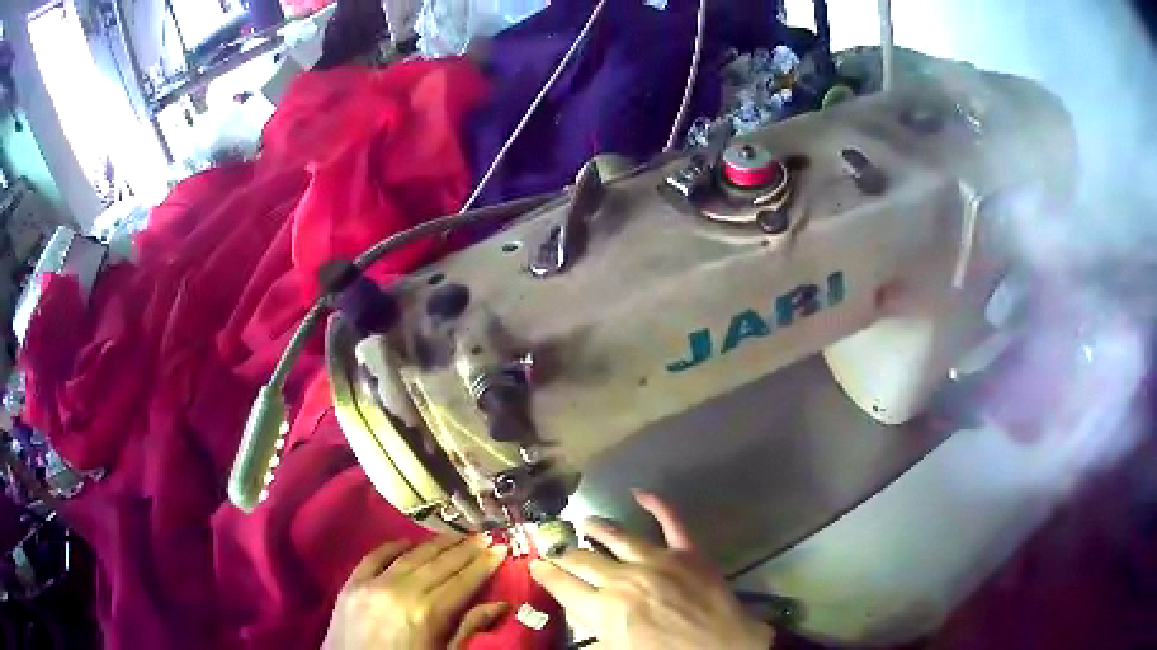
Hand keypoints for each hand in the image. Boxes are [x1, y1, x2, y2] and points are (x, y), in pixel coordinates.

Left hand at [324, 535, 508, 649]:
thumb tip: (500, 604)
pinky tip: (408, 542)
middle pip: (439, 564)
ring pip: (410, 556)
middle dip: (465, 549)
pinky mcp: (350, 584)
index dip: (484, 564)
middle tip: (486, 536)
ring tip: (457, 536)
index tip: (501, 548)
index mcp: (427, 614)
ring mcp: (371, 585)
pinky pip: (374, 557)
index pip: (462, 582)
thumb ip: (468, 629)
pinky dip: (393, 547)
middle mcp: (400, 592)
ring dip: (436, 544)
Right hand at [530, 491, 773, 649]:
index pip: (563, 585)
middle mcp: (624, 579)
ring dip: (597, 527)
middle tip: (554, 546)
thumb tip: (579, 614)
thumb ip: (595, 631)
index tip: (536, 565)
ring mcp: (657, 561)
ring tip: (584, 521)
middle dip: (564, 553)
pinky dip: (657, 504)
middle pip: (583, 560)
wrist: (723, 649)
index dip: (546, 574)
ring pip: (617, 536)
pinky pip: (670, 521)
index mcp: (604, 609)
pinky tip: (640, 492)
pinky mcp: (687, 552)